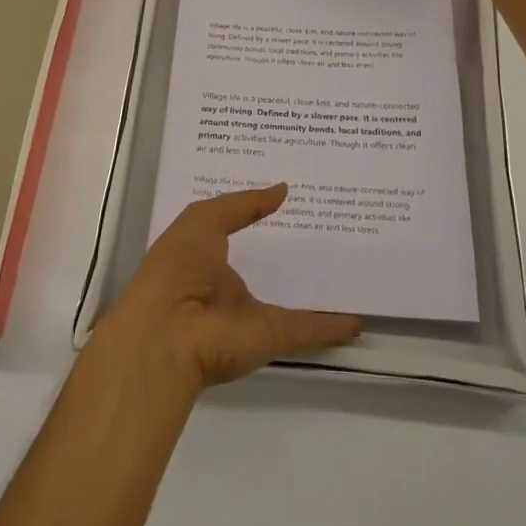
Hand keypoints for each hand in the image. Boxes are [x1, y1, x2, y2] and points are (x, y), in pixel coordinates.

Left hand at [94, 185, 360, 392]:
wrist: (167, 334)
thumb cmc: (177, 266)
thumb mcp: (204, 220)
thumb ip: (244, 204)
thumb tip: (283, 189)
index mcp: (206, 256)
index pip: (237, 230)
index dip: (259, 215)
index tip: (290, 197)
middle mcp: (228, 286)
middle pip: (266, 266)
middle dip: (291, 251)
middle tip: (328, 227)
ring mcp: (251, 313)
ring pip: (290, 301)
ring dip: (315, 291)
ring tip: (349, 271)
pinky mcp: (271, 336)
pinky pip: (307, 329)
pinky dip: (332, 327)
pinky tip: (358, 319)